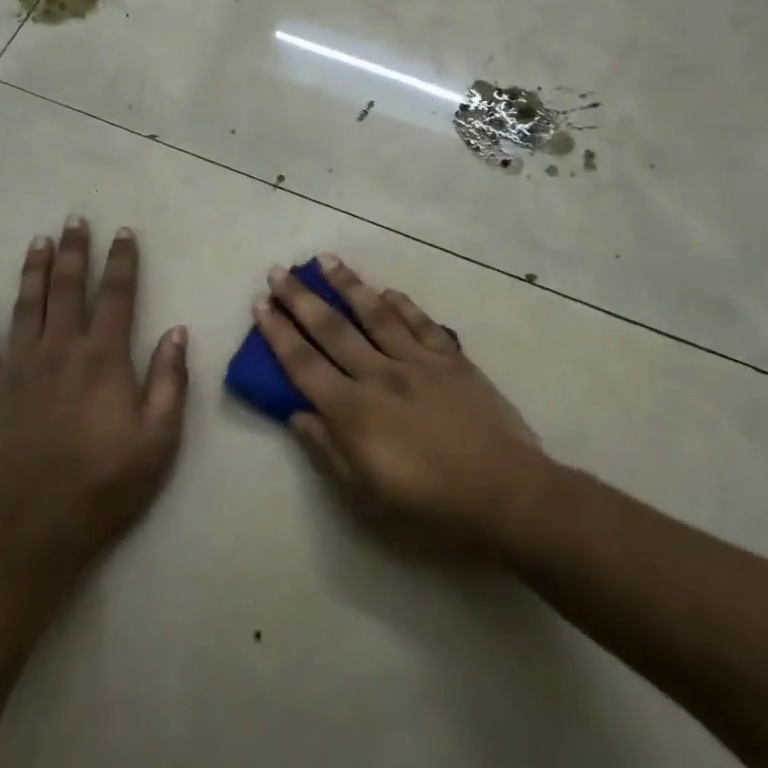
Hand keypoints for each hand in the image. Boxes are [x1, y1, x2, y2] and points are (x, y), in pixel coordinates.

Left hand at [0, 218, 188, 583]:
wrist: (33, 530)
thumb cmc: (105, 485)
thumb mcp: (159, 439)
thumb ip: (170, 381)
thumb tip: (176, 331)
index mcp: (103, 359)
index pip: (117, 295)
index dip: (122, 261)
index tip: (124, 233)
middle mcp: (59, 350)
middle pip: (67, 288)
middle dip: (74, 252)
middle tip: (75, 221)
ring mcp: (17, 368)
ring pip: (25, 306)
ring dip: (33, 271)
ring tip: (38, 242)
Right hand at [252, 256, 551, 556]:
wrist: (505, 494)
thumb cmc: (429, 506)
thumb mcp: (365, 495)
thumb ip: (327, 450)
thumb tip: (296, 415)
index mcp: (353, 410)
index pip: (304, 364)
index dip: (278, 333)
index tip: (261, 304)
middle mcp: (379, 375)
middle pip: (332, 329)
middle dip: (301, 299)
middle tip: (280, 271)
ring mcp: (418, 363)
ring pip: (376, 315)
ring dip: (348, 286)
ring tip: (326, 260)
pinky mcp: (452, 361)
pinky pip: (422, 324)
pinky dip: (403, 305)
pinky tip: (389, 291)